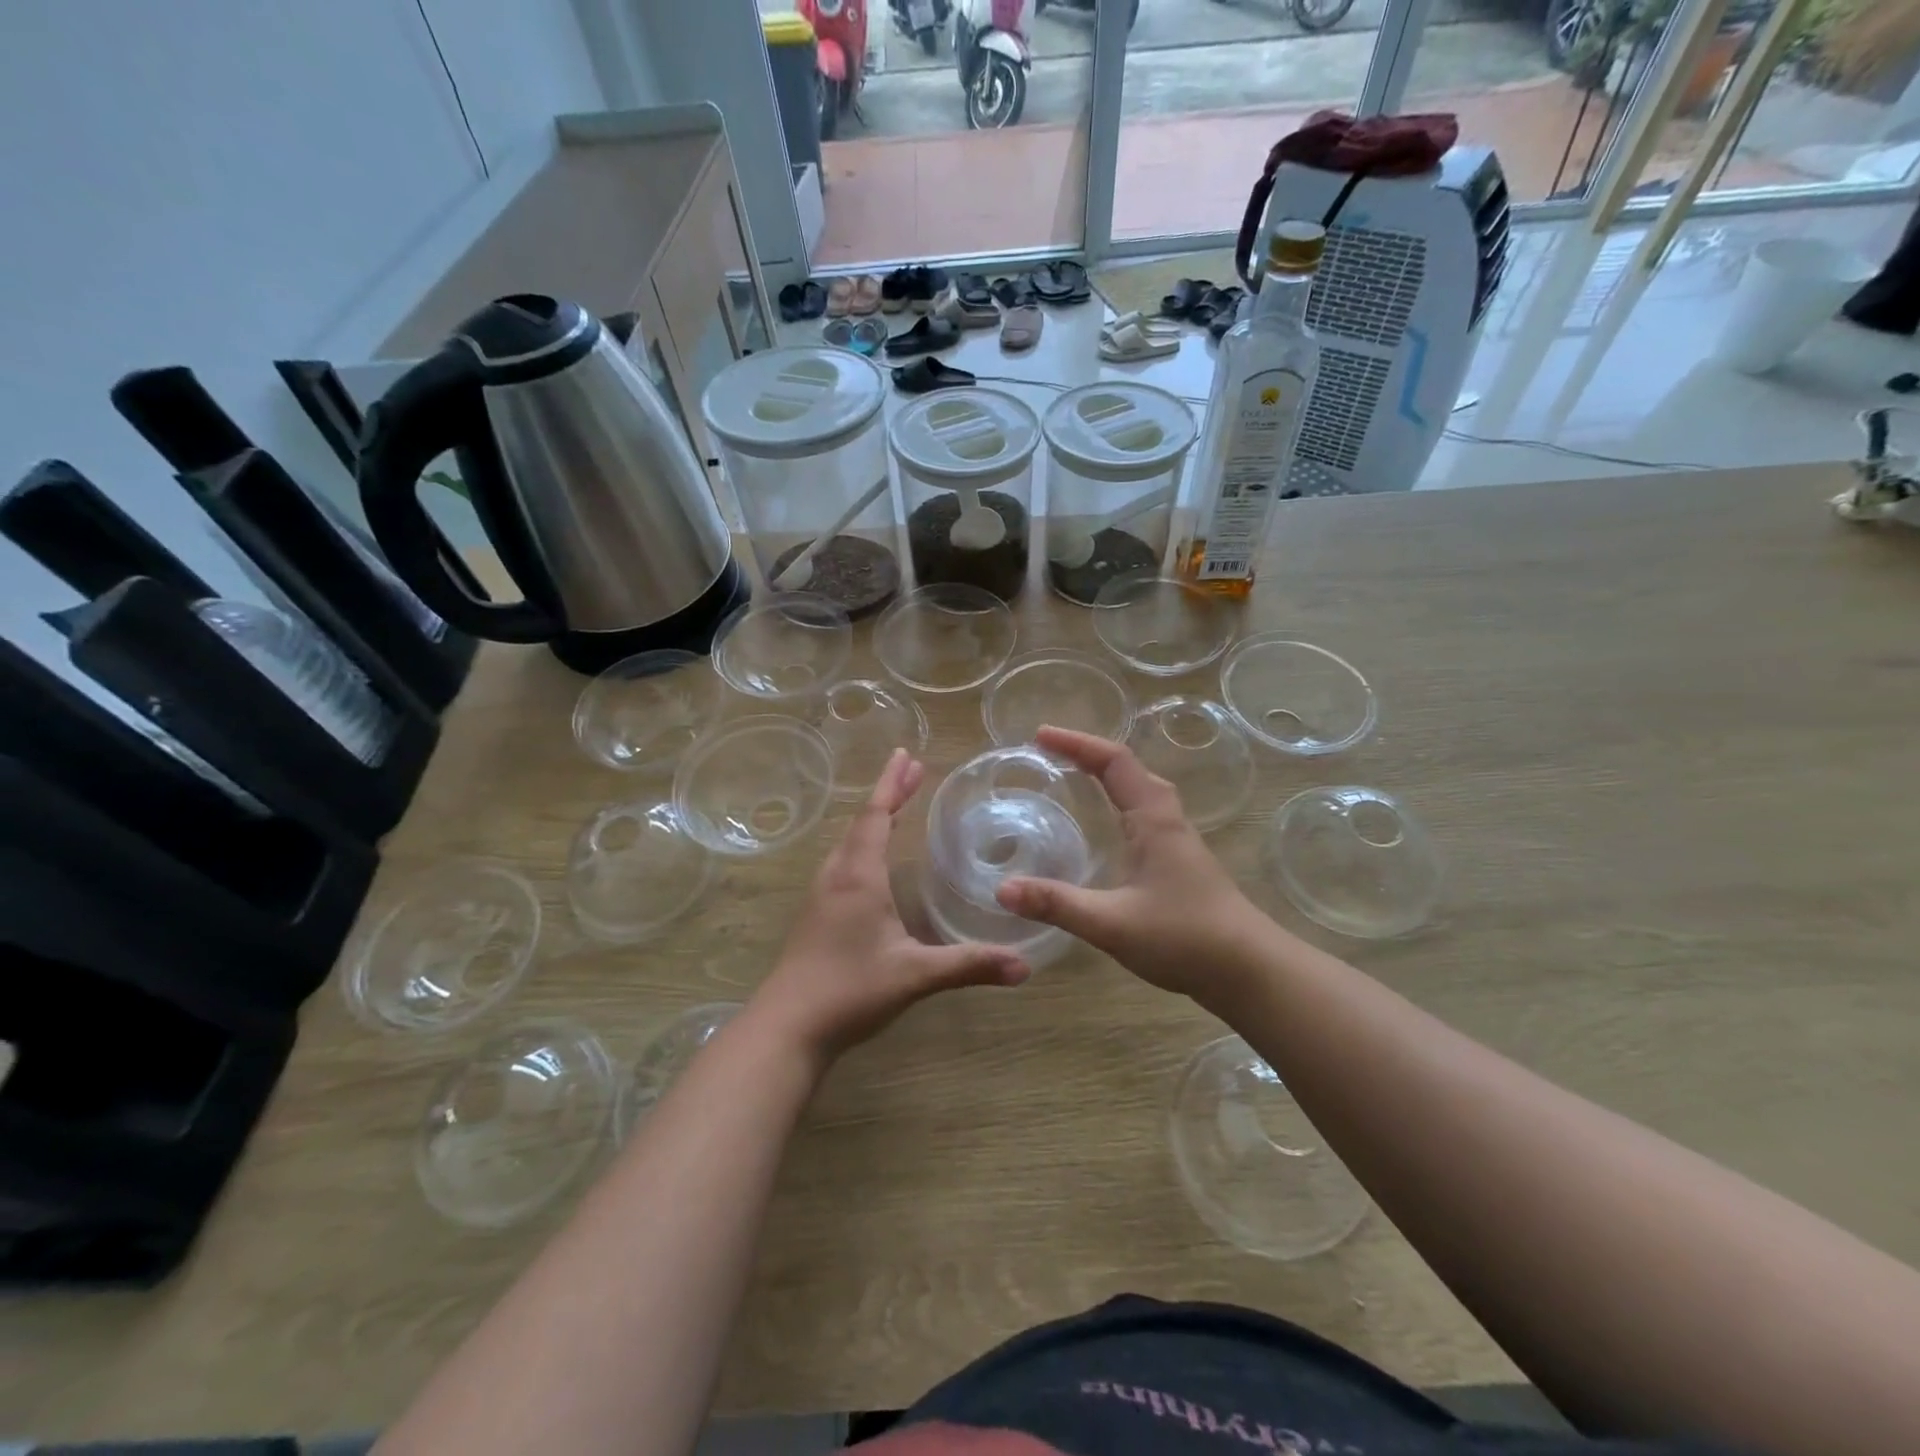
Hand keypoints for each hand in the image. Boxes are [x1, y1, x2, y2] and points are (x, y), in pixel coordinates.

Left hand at [753, 749, 1029, 1066]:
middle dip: (888, 793)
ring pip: (849, 841)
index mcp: (858, 876)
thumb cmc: (850, 991)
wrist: (787, 1028)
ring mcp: (821, 895)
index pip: (876, 816)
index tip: (907, 755)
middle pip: (862, 821)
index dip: (892, 784)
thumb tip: (1024, 965)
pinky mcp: (816, 914)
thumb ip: (968, 965)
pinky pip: (842, 861)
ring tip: (895, 805)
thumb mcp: (915, 975)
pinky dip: (862, 842)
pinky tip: (871, 860)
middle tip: (912, 769)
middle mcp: (837, 876)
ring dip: (873, 817)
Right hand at [995, 726, 1265, 1001]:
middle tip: (1049, 753)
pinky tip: (1107, 828)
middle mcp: (1167, 821)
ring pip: (1140, 791)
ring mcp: (1177, 842)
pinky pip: (1143, 814)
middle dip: (1088, 753)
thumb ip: (1057, 904)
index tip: (1039, 736)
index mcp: (1153, 820)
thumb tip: (1002, 889)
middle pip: (1129, 769)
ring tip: (1072, 778)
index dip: (1077, 743)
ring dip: (1107, 776)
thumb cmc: (1185, 937)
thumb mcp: (1111, 922)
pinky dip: (1118, 803)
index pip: (1114, 762)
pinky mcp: (1180, 863)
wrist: (1250, 971)